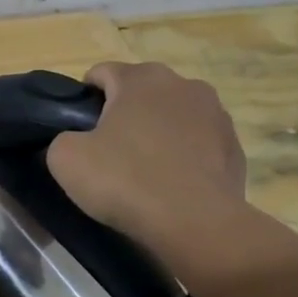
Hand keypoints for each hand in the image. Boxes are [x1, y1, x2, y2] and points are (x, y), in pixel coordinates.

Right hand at [47, 61, 247, 254]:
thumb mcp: (66, 159)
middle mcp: (182, 84)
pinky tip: (171, 183)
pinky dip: (182, 155)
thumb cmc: (126, 180)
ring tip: (143, 169)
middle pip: (141, 91)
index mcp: (141, 78)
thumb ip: (63, 138)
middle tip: (107, 151)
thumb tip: (77, 141)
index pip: (102, 73)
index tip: (78, 130)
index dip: (84, 99)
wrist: (195, 223)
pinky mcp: (234, 145)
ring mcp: (215, 114)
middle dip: (123, 113)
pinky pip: (197, 143)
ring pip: (172, 115)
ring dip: (156, 132)